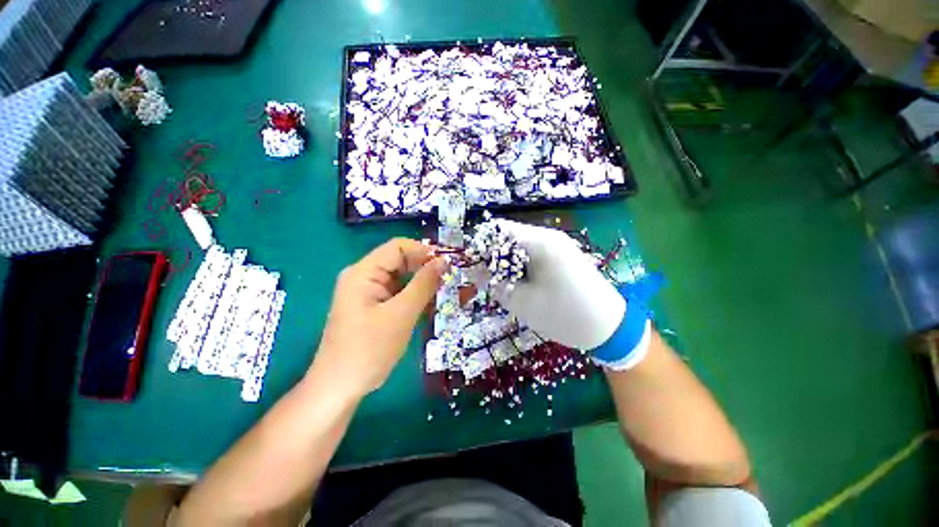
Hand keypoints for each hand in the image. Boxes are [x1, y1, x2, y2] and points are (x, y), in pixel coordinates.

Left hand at [311, 238, 445, 397]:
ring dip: (424, 283)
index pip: (398, 247)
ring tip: (447, 292)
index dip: (424, 252)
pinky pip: (400, 293)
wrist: (340, 387)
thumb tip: (443, 261)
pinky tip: (433, 304)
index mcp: (364, 272)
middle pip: (401, 261)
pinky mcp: (375, 306)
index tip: (448, 265)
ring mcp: (370, 292)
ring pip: (403, 278)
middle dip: (426, 268)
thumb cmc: (369, 349)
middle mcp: (365, 276)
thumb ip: (423, 284)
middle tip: (451, 280)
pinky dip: (417, 296)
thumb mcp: (401, 314)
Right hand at [484, 220, 625, 349]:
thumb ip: (492, 283)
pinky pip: (532, 253)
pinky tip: (521, 283)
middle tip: (487, 280)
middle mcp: (549, 236)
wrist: (609, 327)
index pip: (500, 231)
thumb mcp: (521, 301)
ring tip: (504, 285)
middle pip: (509, 237)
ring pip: (520, 246)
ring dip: (507, 262)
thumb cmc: (563, 315)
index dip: (482, 246)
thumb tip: (471, 270)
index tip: (473, 267)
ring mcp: (557, 244)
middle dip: (494, 256)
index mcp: (540, 242)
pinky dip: (520, 265)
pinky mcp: (562, 255)